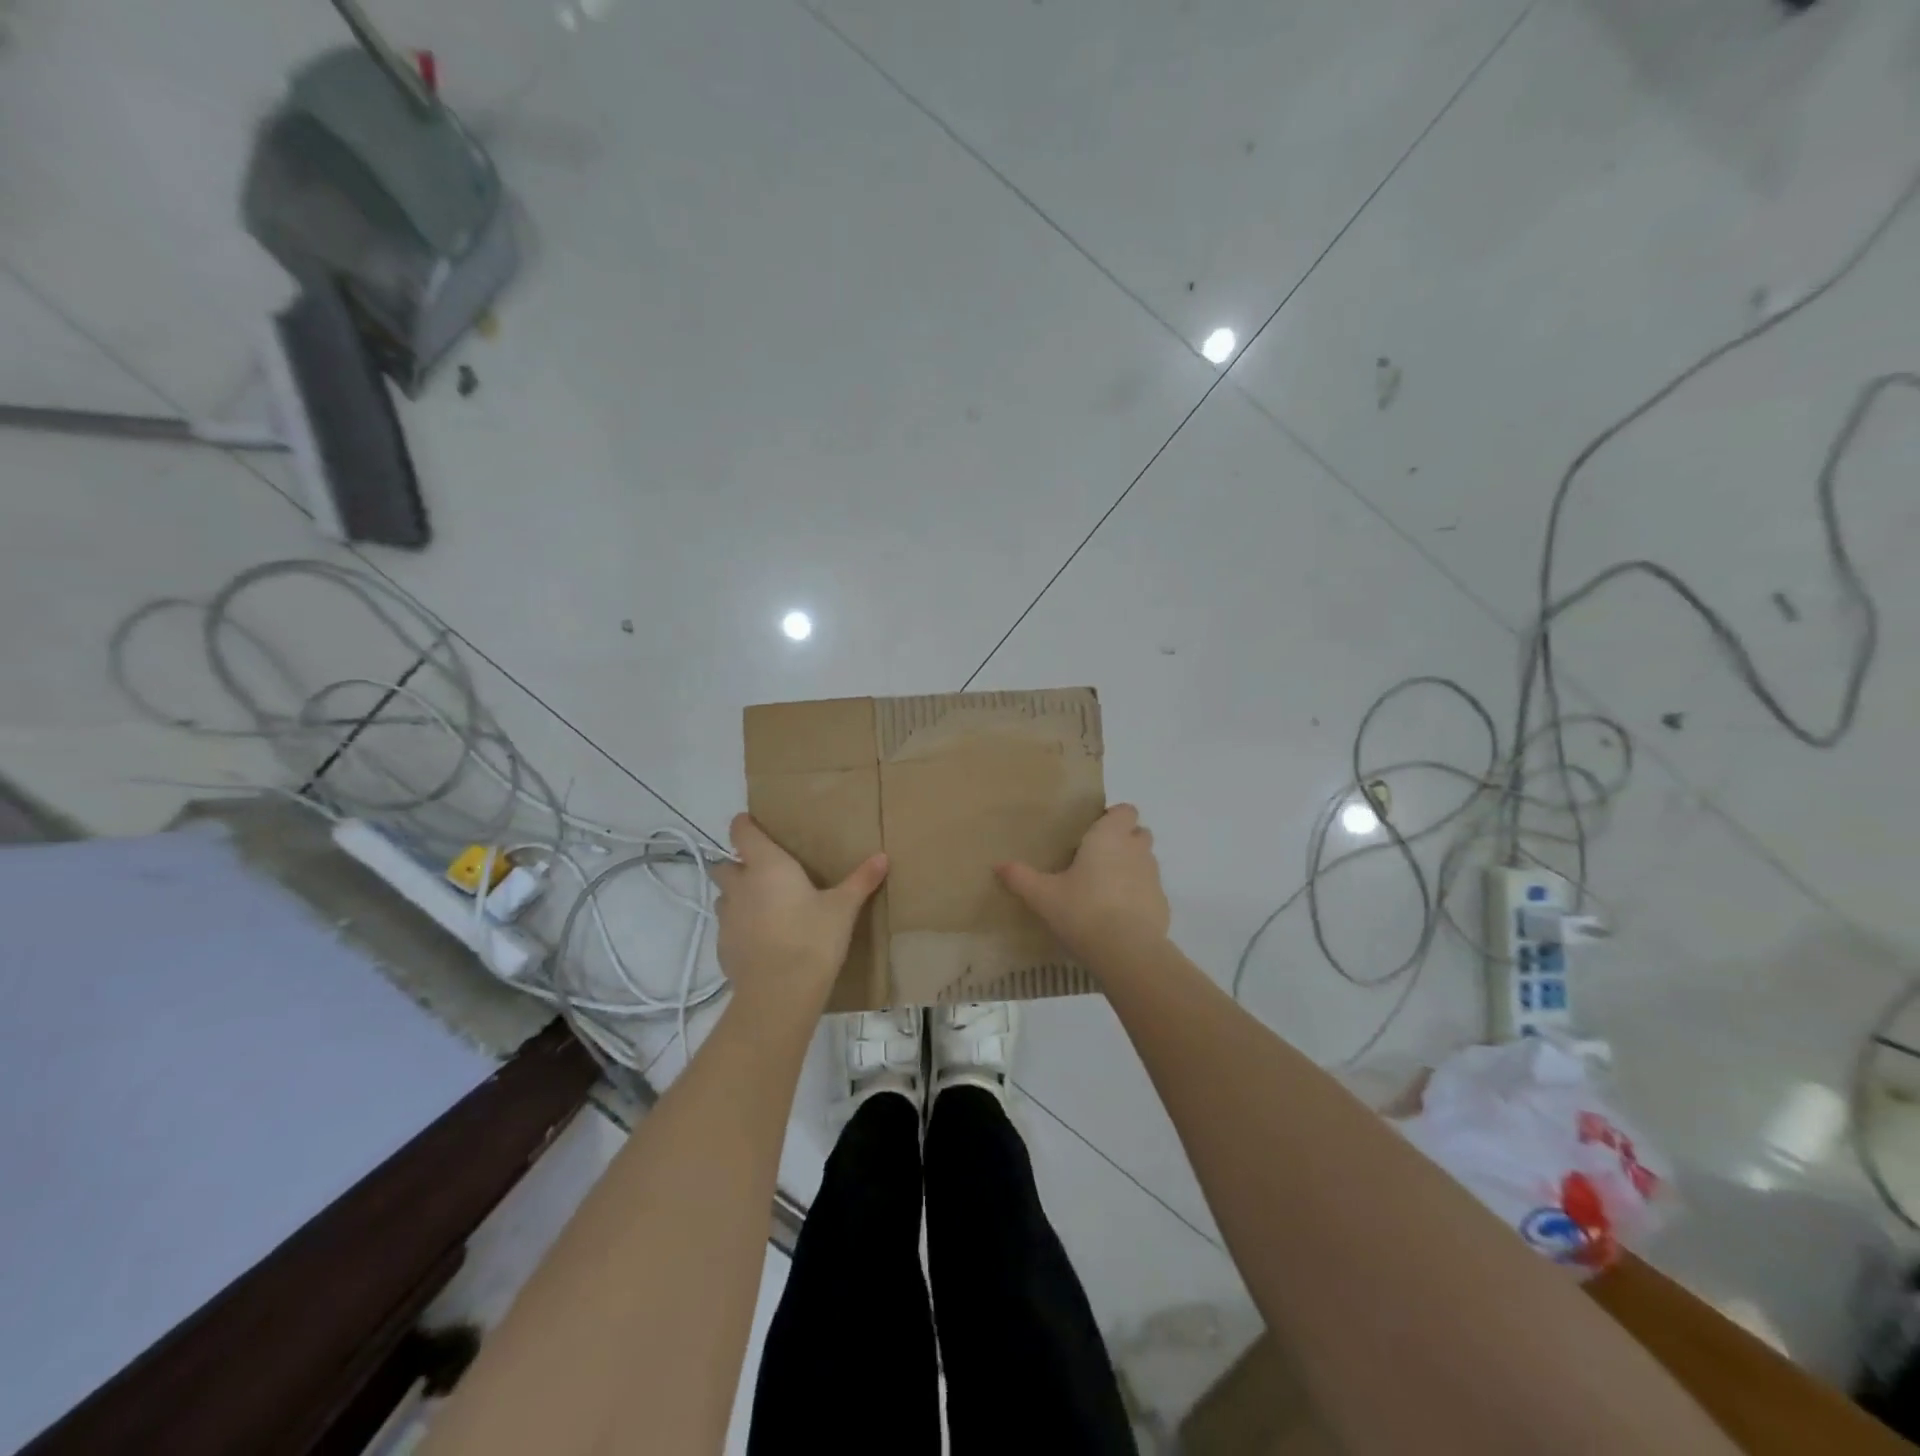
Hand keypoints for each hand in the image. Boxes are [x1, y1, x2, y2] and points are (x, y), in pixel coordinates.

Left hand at [710, 814, 887, 1017]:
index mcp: (767, 866)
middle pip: (724, 866)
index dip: (744, 825)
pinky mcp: (723, 948)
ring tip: (762, 906)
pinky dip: (740, 928)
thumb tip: (883, 857)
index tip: (751, 823)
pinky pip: (728, 929)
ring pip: (723, 898)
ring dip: (737, 897)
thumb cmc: (813, 938)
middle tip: (762, 871)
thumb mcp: (843, 908)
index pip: (742, 832)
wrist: (780, 993)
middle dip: (737, 865)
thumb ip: (861, 881)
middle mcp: (740, 886)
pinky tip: (761, 940)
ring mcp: (727, 919)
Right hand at [996, 804, 1169, 963]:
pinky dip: (1139, 897)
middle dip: (1125, 840)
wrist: (1126, 951)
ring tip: (1106, 889)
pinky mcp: (1163, 905)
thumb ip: (1021, 878)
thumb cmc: (1082, 910)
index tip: (1094, 832)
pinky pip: (1150, 892)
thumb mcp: (1043, 896)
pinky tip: (1120, 917)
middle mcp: (1136, 850)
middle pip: (1139, 833)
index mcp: (1109, 837)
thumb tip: (998, 866)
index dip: (1114, 817)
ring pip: (1146, 862)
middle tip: (1098, 859)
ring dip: (1132, 868)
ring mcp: (1153, 878)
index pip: (1125, 810)